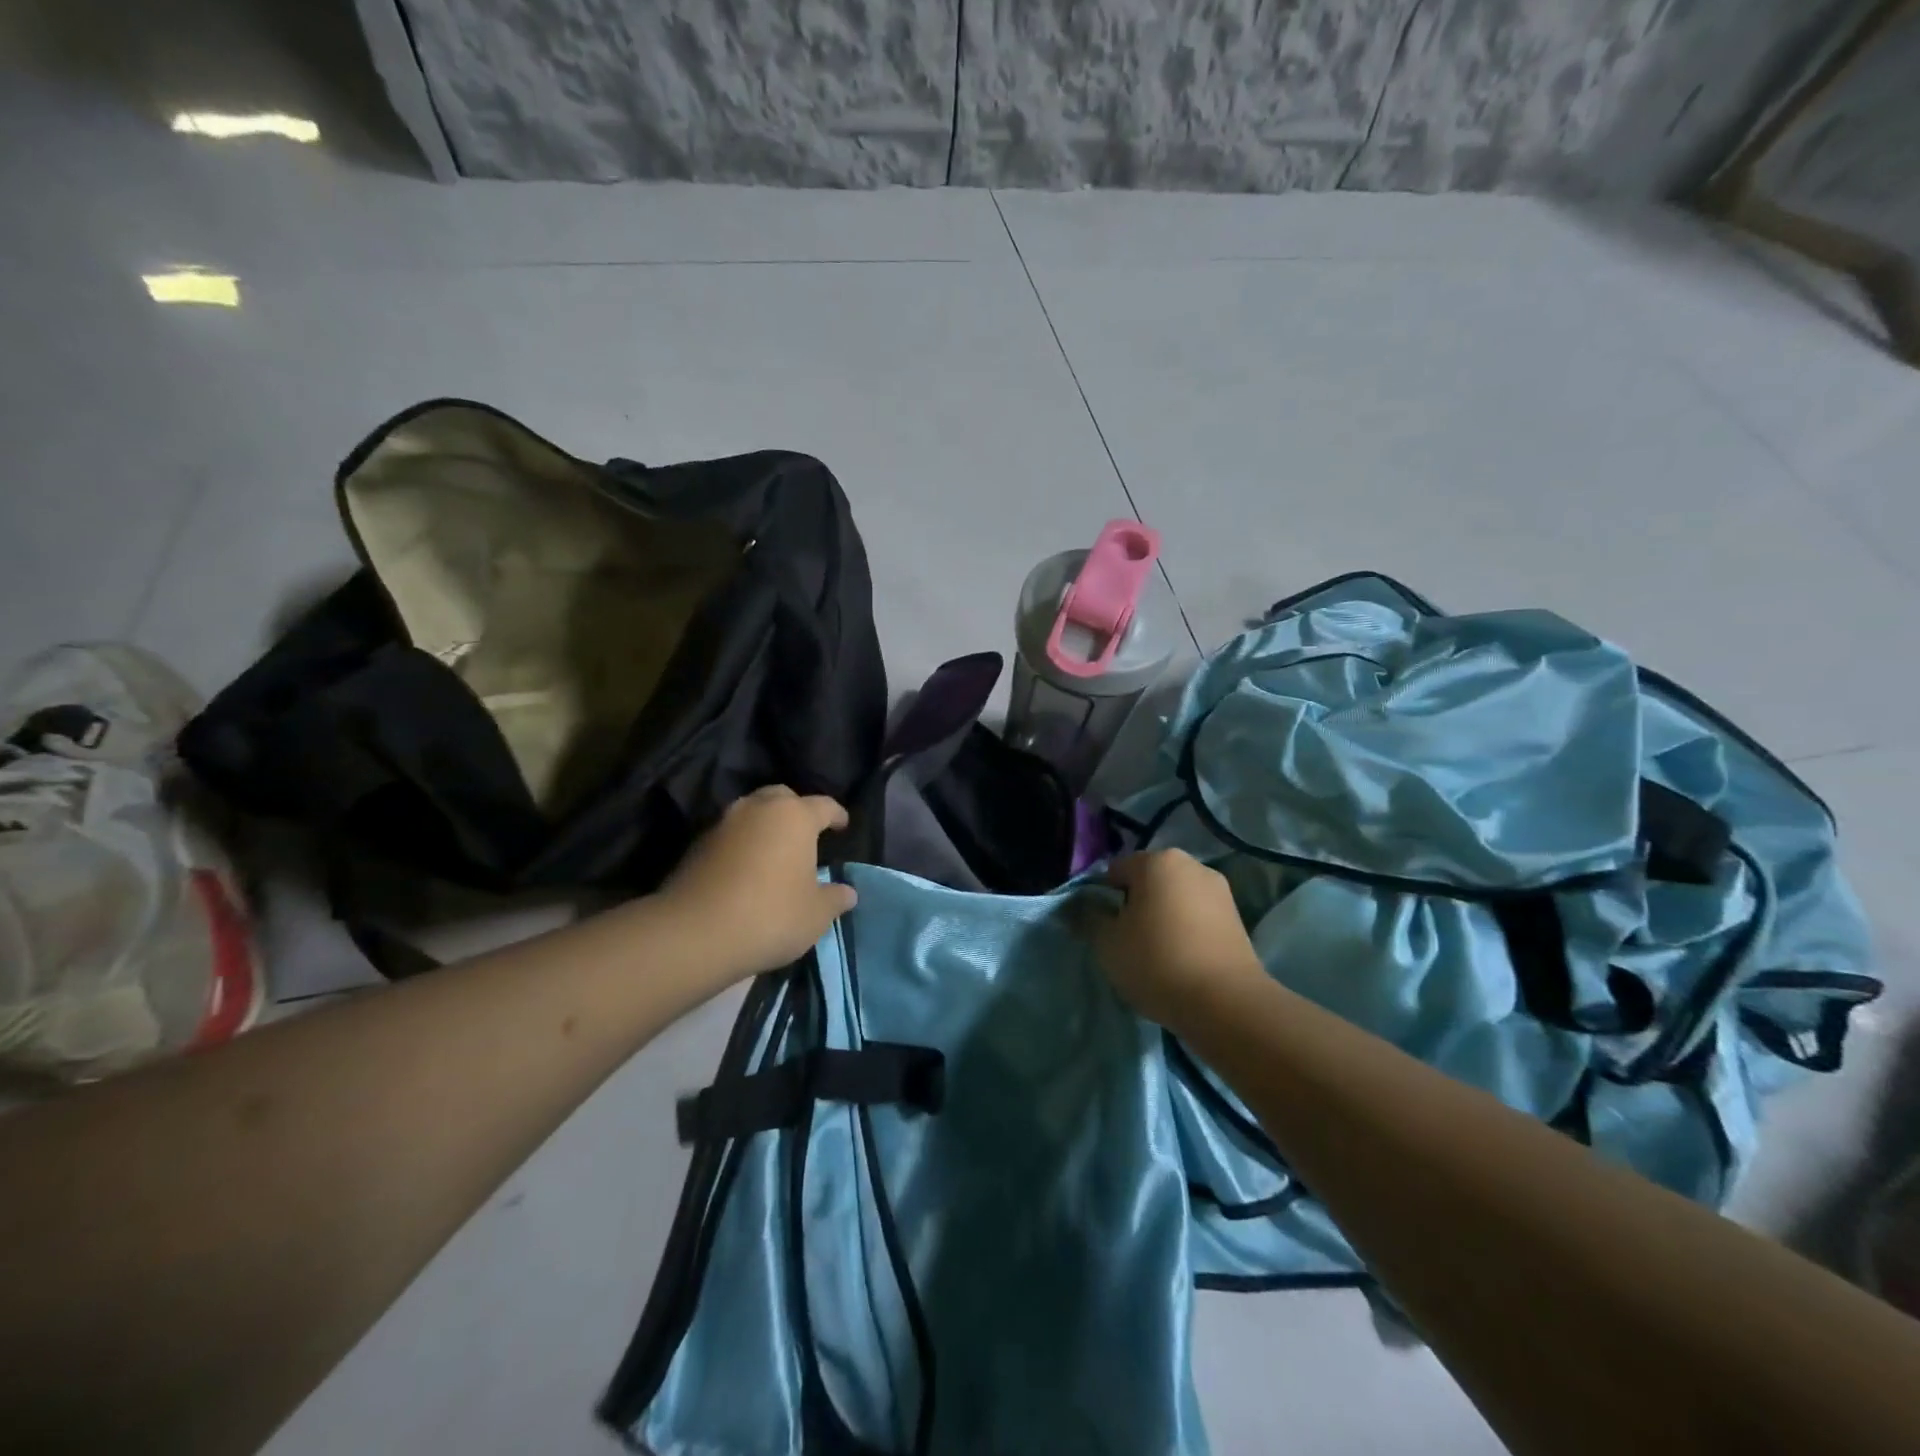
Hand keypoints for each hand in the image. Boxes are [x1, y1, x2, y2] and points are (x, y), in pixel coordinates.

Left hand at [656, 786, 857, 981]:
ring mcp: (723, 823)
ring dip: (765, 826)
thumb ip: (835, 898)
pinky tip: (747, 869)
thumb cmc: (770, 915)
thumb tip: (847, 892)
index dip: (837, 815)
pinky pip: (730, 835)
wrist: (694, 933)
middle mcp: (758, 809)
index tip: (843, 825)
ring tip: (775, 851)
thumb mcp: (816, 915)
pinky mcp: (697, 844)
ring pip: (752, 813)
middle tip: (806, 833)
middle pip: (782, 798)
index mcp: (794, 816)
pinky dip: (743, 844)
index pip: (824, 805)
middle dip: (796, 810)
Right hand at [1094, 850, 1267, 1028]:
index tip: (1103, 929)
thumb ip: (1088, 918)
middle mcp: (1191, 865)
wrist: (1225, 1004)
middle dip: (1135, 905)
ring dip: (1162, 918)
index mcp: (1157, 860)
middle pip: (1148, 881)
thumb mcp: (1107, 943)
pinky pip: (1197, 917)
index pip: (1115, 872)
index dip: (1103, 899)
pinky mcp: (1238, 918)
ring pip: (1175, 899)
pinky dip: (1186, 931)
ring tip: (1156, 956)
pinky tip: (1181, 961)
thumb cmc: (1156, 962)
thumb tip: (1080, 906)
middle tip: (1127, 942)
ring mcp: (1220, 890)